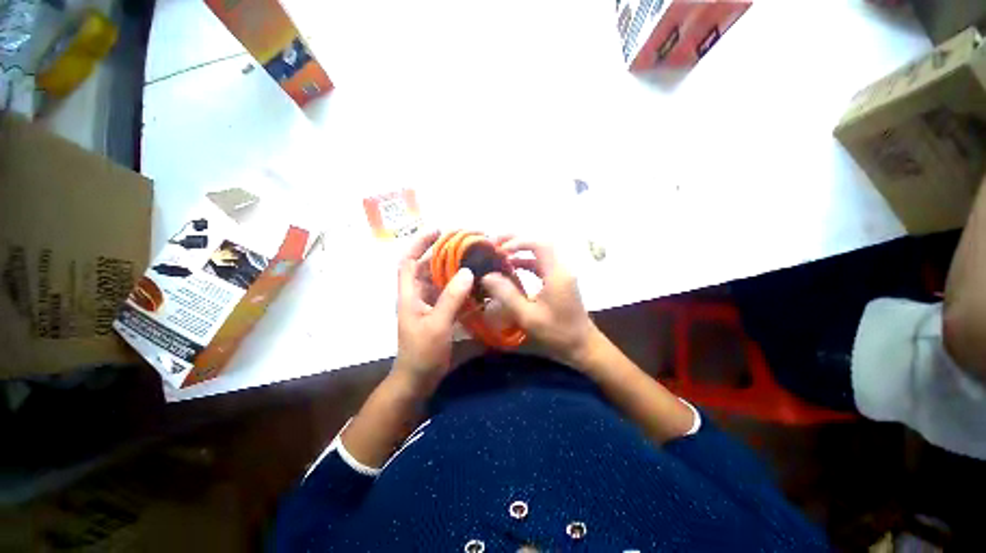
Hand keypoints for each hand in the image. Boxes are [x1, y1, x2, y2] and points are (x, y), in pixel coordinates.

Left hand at [394, 230, 474, 394]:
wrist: (418, 378)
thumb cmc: (422, 352)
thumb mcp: (437, 324)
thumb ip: (451, 298)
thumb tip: (466, 271)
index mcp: (409, 294)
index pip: (408, 260)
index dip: (419, 243)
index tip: (438, 230)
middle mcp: (417, 295)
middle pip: (426, 266)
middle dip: (441, 253)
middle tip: (464, 244)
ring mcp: (428, 304)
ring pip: (438, 279)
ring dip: (452, 269)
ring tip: (472, 260)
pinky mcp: (437, 312)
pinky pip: (448, 293)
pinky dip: (459, 286)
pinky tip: (474, 284)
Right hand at [481, 238, 602, 367]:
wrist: (582, 345)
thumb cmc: (557, 332)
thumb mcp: (528, 316)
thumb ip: (507, 294)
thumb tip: (487, 276)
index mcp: (556, 273)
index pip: (539, 244)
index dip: (518, 242)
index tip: (499, 250)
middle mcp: (561, 268)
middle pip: (540, 243)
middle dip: (517, 240)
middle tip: (495, 243)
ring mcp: (561, 274)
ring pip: (540, 252)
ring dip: (521, 250)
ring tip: (500, 253)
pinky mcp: (559, 281)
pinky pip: (541, 264)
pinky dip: (526, 262)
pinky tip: (512, 268)